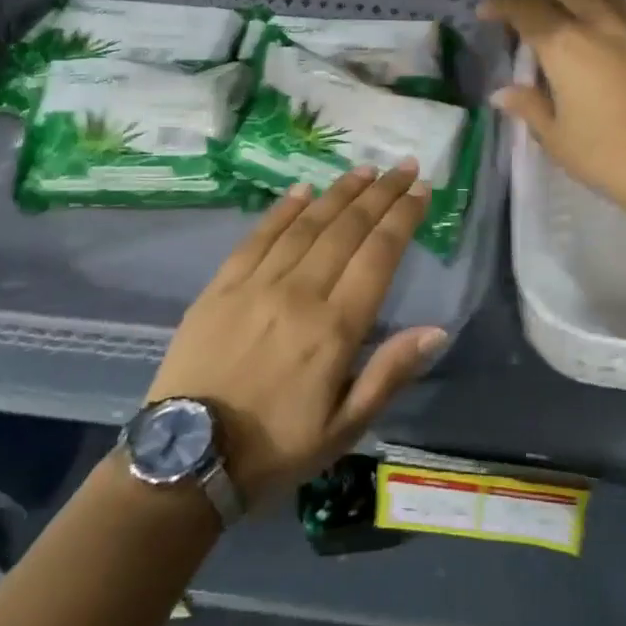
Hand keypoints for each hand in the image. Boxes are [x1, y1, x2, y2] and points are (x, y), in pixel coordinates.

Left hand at [145, 163, 445, 503]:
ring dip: (339, 192)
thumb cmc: (276, 447)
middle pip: (347, 229)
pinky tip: (304, 190)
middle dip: (381, 193)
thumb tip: (437, 330)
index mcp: (334, 328)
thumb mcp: (344, 427)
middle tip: (403, 165)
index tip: (422, 189)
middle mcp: (299, 293)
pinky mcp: (221, 286)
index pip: (379, 255)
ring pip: (307, 224)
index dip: (403, 217)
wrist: (187, 459)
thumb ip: (389, 373)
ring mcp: (256, 284)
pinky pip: (259, 236)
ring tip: (365, 169)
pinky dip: (284, 209)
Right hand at [480, 0, 625, 235]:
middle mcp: (599, 25)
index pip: (526, 11)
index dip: (502, 4)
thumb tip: (504, 93)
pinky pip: (623, 9)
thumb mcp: (558, 138)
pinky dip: (601, 2)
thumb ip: (530, 107)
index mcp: (565, 46)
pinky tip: (599, 15)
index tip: (486, 8)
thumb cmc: (610, 157)